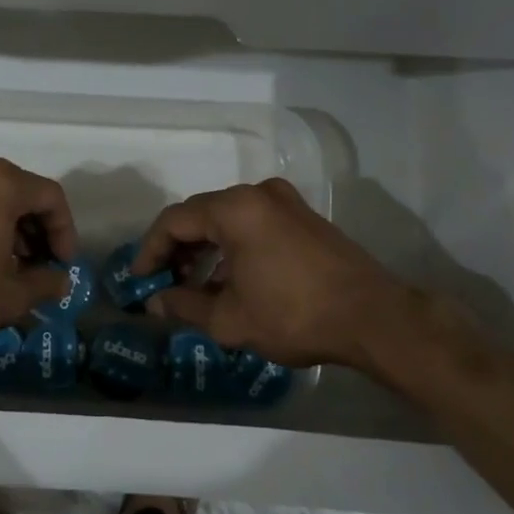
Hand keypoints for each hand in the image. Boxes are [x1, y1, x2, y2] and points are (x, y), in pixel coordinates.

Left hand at [0, 157, 75, 348]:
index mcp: (0, 184)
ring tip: (9, 269)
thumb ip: (43, 284)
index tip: (63, 264)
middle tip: (38, 267)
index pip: (50, 197)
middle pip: (18, 194)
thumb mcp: (10, 296)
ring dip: (6, 230)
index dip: (65, 231)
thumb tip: (60, 281)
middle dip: (35, 231)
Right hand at [134, 179, 453, 376]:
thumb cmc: (293, 314)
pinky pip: (254, 225)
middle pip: (200, 215)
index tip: (140, 279)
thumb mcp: (229, 319)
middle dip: (177, 251)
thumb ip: (183, 306)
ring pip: (227, 221)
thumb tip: (154, 303)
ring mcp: (285, 203)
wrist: (374, 318)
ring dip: (205, 251)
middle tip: (164, 284)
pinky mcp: (305, 218)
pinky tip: (231, 282)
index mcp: (234, 209)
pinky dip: (233, 248)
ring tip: (195, 289)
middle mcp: (258, 194)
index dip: (150, 250)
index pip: (174, 221)